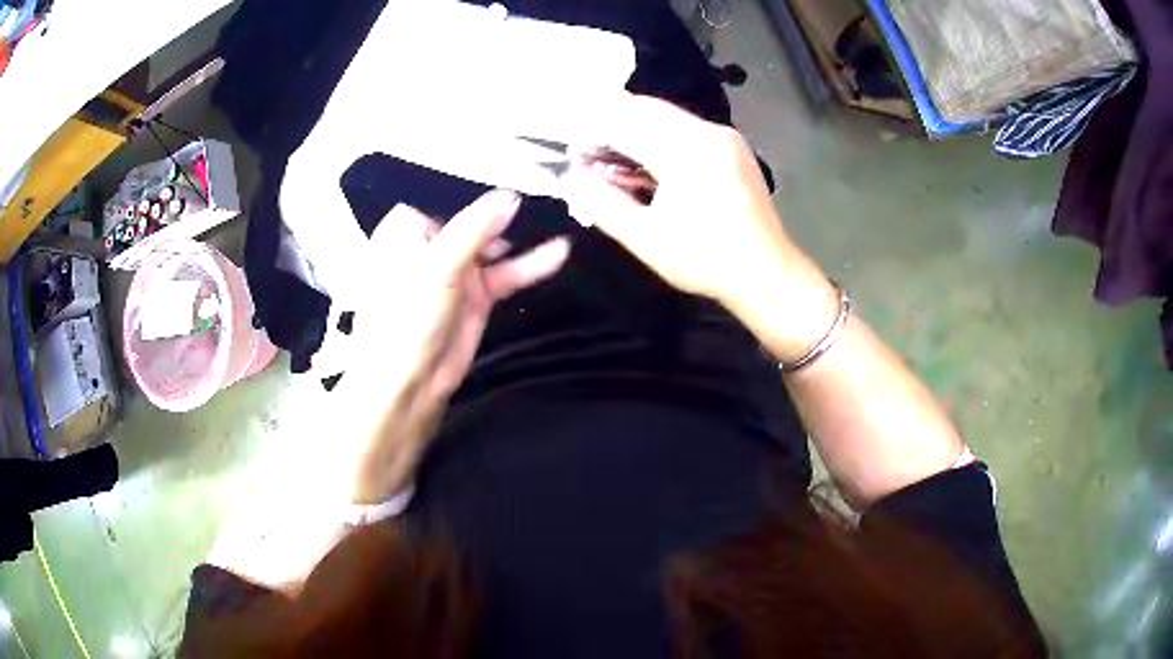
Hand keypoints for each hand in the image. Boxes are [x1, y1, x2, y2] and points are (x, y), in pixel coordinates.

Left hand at [338, 190, 569, 502]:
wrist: (408, 383)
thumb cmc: (405, 317)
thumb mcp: (437, 266)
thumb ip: (474, 228)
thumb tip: (511, 196)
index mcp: (408, 227)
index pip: (446, 190)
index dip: (478, 179)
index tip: (517, 161)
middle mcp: (433, 242)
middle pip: (476, 215)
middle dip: (508, 206)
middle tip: (550, 184)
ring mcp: (458, 268)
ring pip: (496, 242)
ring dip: (524, 234)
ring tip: (561, 213)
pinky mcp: (479, 293)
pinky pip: (509, 271)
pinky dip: (532, 263)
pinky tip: (559, 251)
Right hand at [566, 94, 835, 360]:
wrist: (768, 273)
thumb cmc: (706, 259)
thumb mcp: (646, 238)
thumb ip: (604, 205)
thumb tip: (576, 181)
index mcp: (686, 150)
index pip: (625, 121)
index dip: (592, 132)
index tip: (573, 152)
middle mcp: (708, 132)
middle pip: (646, 110)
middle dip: (611, 125)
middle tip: (590, 154)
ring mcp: (725, 137)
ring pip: (667, 117)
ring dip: (635, 131)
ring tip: (615, 162)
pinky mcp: (733, 148)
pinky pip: (687, 129)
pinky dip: (660, 138)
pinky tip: (649, 165)